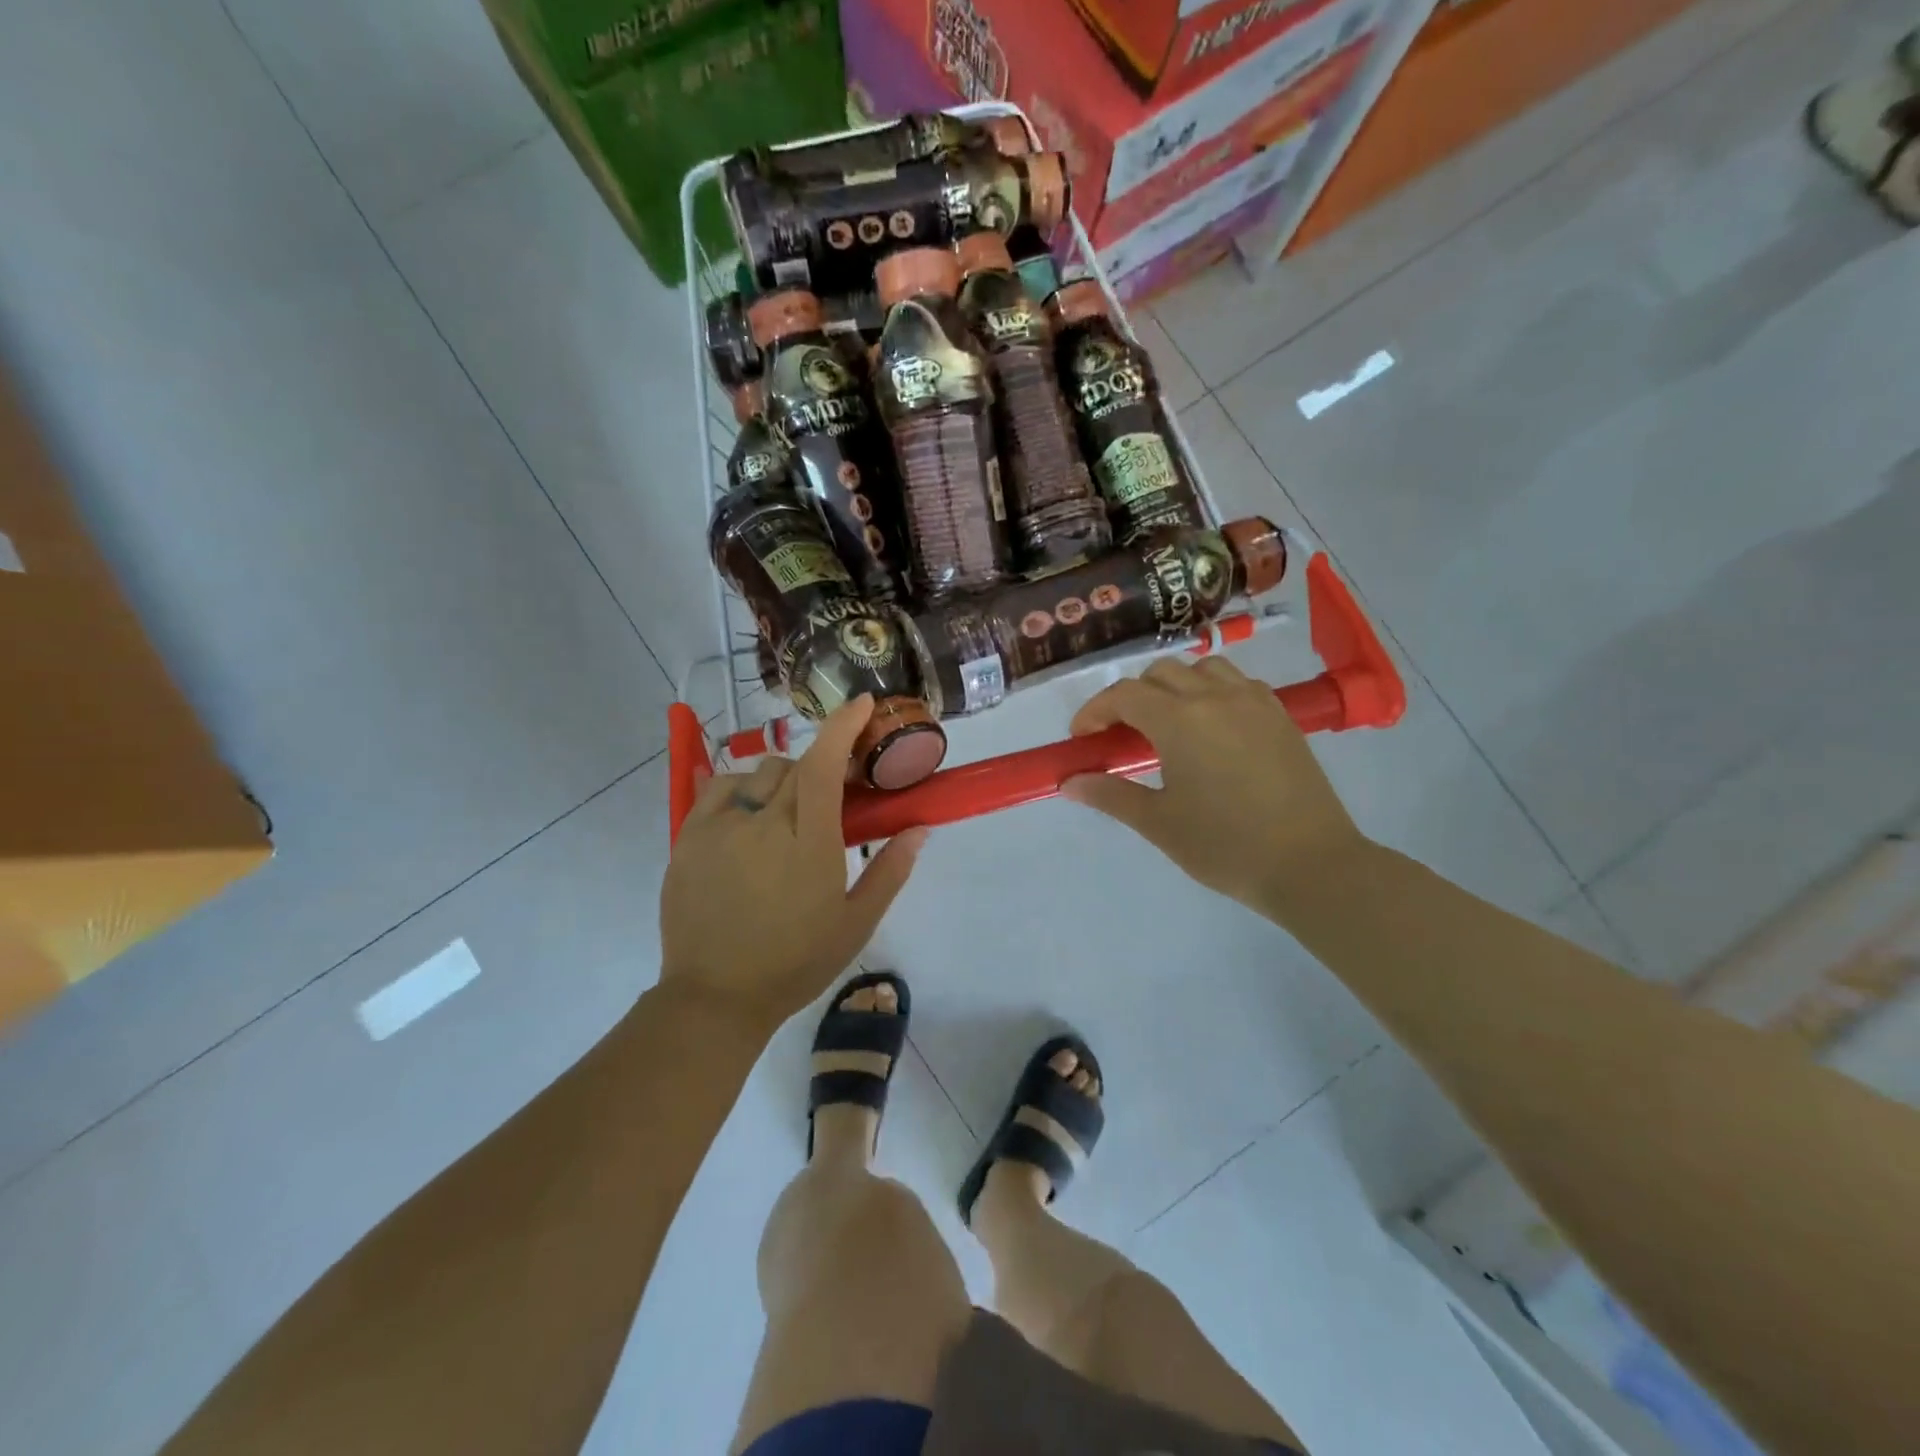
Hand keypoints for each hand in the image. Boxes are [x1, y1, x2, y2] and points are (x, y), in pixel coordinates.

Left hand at [660, 695, 927, 1032]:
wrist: (715, 997)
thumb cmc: (795, 963)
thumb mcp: (856, 924)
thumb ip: (891, 871)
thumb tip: (920, 826)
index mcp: (808, 843)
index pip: (825, 764)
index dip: (844, 726)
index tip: (862, 704)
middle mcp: (762, 823)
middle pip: (795, 766)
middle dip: (820, 771)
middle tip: (829, 802)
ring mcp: (719, 827)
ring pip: (757, 772)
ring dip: (781, 781)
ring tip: (784, 816)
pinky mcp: (688, 837)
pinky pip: (718, 787)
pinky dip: (741, 789)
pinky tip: (748, 817)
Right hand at [1061, 657, 1365, 914]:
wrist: (1311, 865)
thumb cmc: (1225, 847)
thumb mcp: (1158, 823)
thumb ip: (1110, 795)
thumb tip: (1070, 782)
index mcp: (1180, 720)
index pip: (1124, 695)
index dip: (1095, 711)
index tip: (1082, 738)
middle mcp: (1215, 697)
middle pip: (1159, 674)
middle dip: (1131, 698)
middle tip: (1121, 737)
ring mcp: (1253, 702)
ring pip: (1201, 669)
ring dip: (1174, 687)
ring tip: (1168, 725)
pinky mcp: (1280, 715)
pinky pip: (1237, 683)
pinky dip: (1212, 691)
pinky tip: (1212, 728)